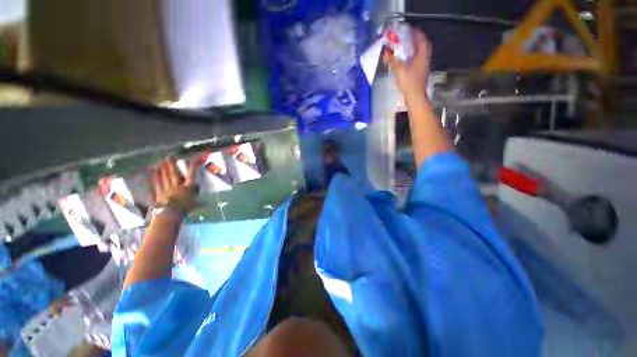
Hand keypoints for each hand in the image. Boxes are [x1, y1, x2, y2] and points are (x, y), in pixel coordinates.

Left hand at [151, 157, 196, 212]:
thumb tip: (208, 204)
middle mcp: (177, 186)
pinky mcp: (159, 193)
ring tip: (161, 161)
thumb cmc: (185, 209)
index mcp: (188, 187)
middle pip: (174, 173)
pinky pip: (156, 183)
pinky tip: (152, 171)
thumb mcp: (195, 205)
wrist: (171, 213)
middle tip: (170, 156)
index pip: (191, 174)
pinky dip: (154, 177)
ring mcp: (167, 189)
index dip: (193, 166)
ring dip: (163, 168)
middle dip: (172, 164)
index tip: (193, 158)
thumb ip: (200, 203)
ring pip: (164, 177)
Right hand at [383, 27, 431, 101]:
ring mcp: (424, 65)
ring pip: (421, 52)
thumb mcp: (400, 69)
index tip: (409, 29)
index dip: (416, 32)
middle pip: (423, 44)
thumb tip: (385, 52)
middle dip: (416, 39)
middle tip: (408, 37)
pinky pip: (419, 59)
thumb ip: (393, 60)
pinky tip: (407, 59)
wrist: (415, 96)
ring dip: (415, 48)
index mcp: (422, 54)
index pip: (421, 38)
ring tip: (407, 47)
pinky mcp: (421, 71)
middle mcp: (425, 58)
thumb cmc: (409, 81)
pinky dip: (414, 56)